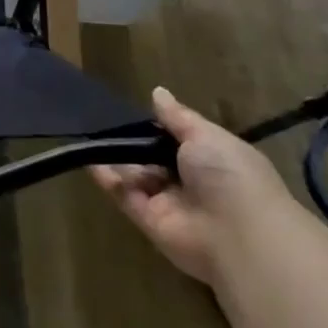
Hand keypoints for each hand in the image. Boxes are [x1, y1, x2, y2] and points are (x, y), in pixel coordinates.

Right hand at [90, 86, 291, 287]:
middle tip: (105, 121)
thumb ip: (178, 117)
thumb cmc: (230, 176)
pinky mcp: (150, 222)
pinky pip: (125, 196)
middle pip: (154, 158)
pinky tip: (88, 158)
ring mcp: (170, 203)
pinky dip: (107, 178)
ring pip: (137, 175)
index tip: (134, 112)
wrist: (239, 235)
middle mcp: (191, 182)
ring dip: (117, 157)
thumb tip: (158, 92)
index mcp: (212, 160)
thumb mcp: (206, 135)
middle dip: (134, 142)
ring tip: (90, 134)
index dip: (158, 126)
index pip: (179, 140)